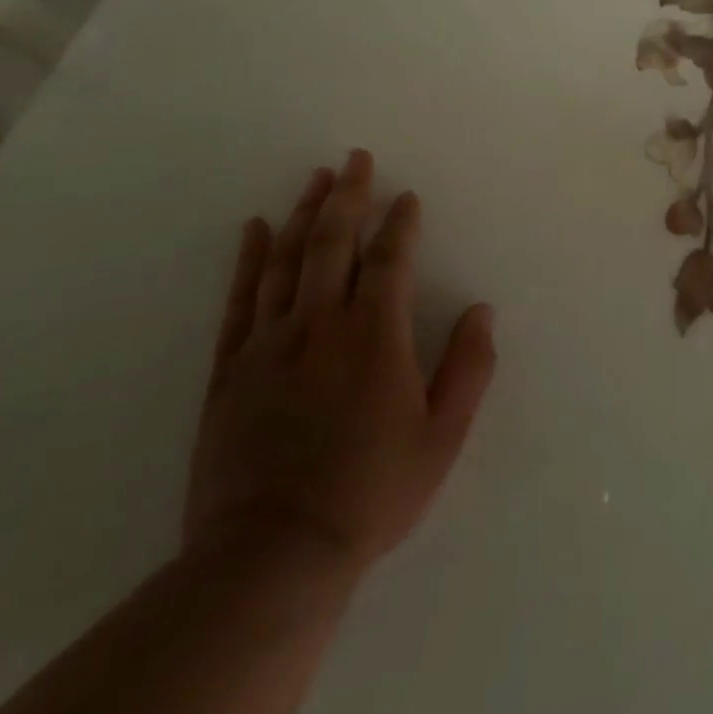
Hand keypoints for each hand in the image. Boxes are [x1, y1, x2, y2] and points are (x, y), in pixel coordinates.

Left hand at [184, 151, 496, 574]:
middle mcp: (320, 325)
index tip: (407, 197)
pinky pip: (240, 300)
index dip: (400, 223)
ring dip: (304, 213)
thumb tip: (482, 310)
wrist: (273, 554)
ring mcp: (269, 344)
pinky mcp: (231, 369)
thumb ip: (468, 367)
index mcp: (374, 336)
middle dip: (349, 196)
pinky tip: (255, 229)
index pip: (390, 260)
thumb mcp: (442, 436)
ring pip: (287, 260)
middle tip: (356, 159)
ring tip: (317, 178)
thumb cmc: (371, 492)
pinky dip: (248, 259)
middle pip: (333, 244)